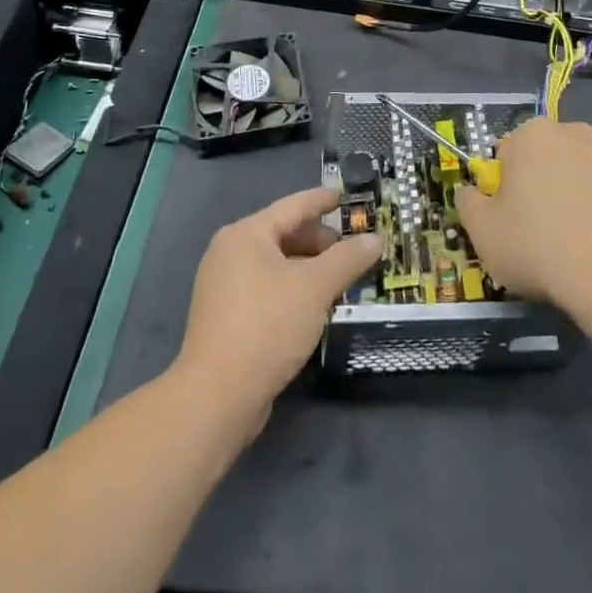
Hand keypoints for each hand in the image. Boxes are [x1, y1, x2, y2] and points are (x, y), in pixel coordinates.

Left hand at [175, 188, 381, 424]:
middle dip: (319, 241)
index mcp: (246, 234)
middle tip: (351, 250)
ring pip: (275, 263)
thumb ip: (348, 259)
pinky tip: (313, 305)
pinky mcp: (225, 315)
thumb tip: (375, 239)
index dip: (322, 200)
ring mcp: (223, 285)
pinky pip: (266, 287)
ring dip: (308, 268)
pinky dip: (291, 288)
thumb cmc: (267, 326)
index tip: (345, 196)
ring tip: (339, 279)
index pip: (293, 206)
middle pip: (283, 234)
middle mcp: (229, 252)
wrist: (216, 397)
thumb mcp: (315, 288)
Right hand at [454, 117, 591, 312]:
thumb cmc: (537, 246)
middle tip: (539, 229)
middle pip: (547, 157)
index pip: (508, 154)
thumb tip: (472, 192)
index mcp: (534, 134)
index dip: (505, 187)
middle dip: (542, 183)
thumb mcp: (481, 230)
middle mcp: (576, 133)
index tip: (511, 218)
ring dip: (575, 193)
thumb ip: (468, 201)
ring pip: (582, 172)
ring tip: (574, 240)